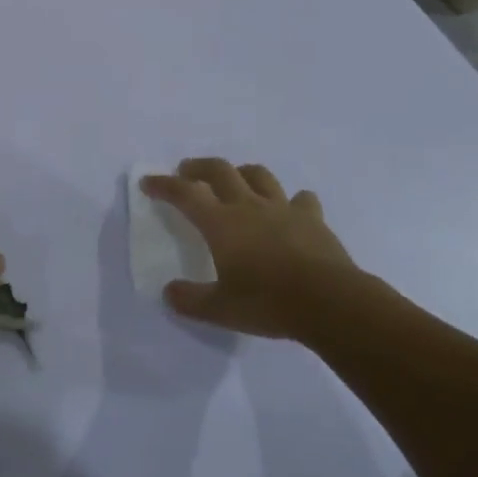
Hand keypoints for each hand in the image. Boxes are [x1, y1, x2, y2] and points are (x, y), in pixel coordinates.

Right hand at [142, 158, 375, 341]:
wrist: (329, 301)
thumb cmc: (268, 302)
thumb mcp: (221, 310)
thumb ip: (191, 300)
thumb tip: (169, 293)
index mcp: (221, 223)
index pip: (185, 194)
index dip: (164, 184)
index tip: (148, 181)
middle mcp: (248, 206)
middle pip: (220, 171)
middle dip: (198, 167)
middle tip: (187, 171)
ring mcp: (283, 209)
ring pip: (259, 176)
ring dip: (242, 172)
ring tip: (235, 179)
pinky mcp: (313, 219)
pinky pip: (301, 200)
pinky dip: (292, 201)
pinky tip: (291, 208)